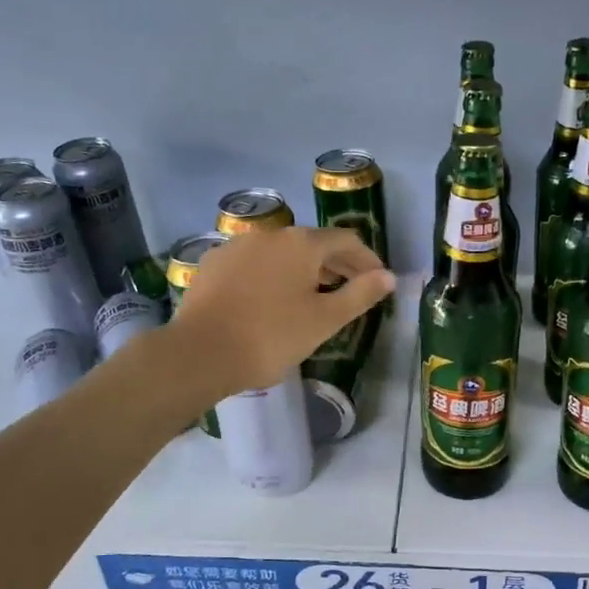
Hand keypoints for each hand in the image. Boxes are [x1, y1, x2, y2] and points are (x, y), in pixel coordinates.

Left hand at [168, 227, 395, 396]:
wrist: (200, 353)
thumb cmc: (271, 337)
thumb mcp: (324, 320)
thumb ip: (360, 294)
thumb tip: (388, 277)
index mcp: (301, 243)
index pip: (346, 240)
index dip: (367, 259)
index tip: (378, 281)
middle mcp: (269, 235)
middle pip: (313, 243)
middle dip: (337, 265)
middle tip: (353, 290)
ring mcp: (237, 246)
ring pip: (282, 253)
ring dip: (304, 270)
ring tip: (314, 296)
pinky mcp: (214, 265)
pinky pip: (255, 264)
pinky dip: (273, 276)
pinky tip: (272, 299)